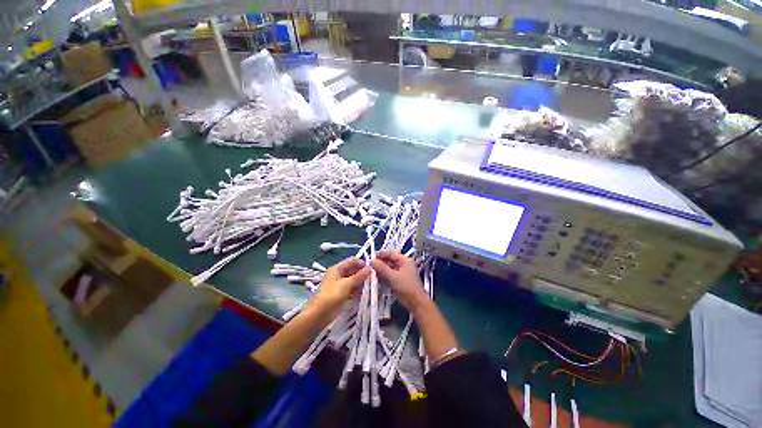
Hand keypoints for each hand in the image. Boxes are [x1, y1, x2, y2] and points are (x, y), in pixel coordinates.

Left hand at [310, 257, 369, 318]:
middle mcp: (339, 274)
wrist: (319, 315)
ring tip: (372, 284)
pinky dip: (359, 289)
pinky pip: (353, 288)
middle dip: (363, 273)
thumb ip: (359, 276)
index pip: (352, 261)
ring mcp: (341, 284)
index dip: (361, 263)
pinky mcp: (342, 293)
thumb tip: (370, 268)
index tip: (371, 268)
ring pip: (354, 279)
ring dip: (362, 281)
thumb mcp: (346, 285)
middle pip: (353, 270)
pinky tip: (366, 291)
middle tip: (374, 277)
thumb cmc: (331, 296)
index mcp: (337, 269)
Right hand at [371, 250, 428, 310]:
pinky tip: (377, 279)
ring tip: (371, 273)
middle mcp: (404, 264)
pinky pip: (390, 275)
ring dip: (381, 270)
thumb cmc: (406, 288)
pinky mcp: (400, 280)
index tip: (370, 258)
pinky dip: (384, 276)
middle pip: (390, 260)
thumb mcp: (393, 277)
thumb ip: (382, 268)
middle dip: (380, 263)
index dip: (380, 255)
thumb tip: (371, 260)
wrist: (417, 304)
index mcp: (405, 260)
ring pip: (389, 268)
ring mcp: (402, 272)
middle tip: (369, 266)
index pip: (391, 253)